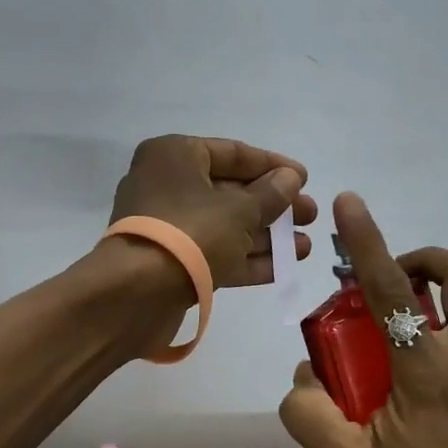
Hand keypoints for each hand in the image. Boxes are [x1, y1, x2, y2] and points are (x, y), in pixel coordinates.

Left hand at [108, 135, 316, 289]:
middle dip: (274, 205)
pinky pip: (216, 253)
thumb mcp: (238, 210)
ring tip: (306, 245)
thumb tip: (290, 179)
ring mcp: (169, 227)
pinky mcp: (172, 262)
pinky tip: (286, 265)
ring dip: (266, 235)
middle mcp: (168, 185)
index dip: (272, 165)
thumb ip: (270, 194)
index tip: (305, 179)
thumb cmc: (190, 232)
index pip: (232, 153)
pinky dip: (248, 258)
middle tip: (311, 215)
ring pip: (226, 225)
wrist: (136, 294)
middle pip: (231, 191)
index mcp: (175, 156)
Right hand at [278, 192, 447, 447]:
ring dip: (429, 305)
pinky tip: (411, 397)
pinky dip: (439, 344)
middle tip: (387, 285)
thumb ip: (311, 414)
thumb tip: (305, 380)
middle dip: (423, 261)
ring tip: (387, 350)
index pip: (390, 289)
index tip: (351, 202)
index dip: (368, 240)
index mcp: (427, 371)